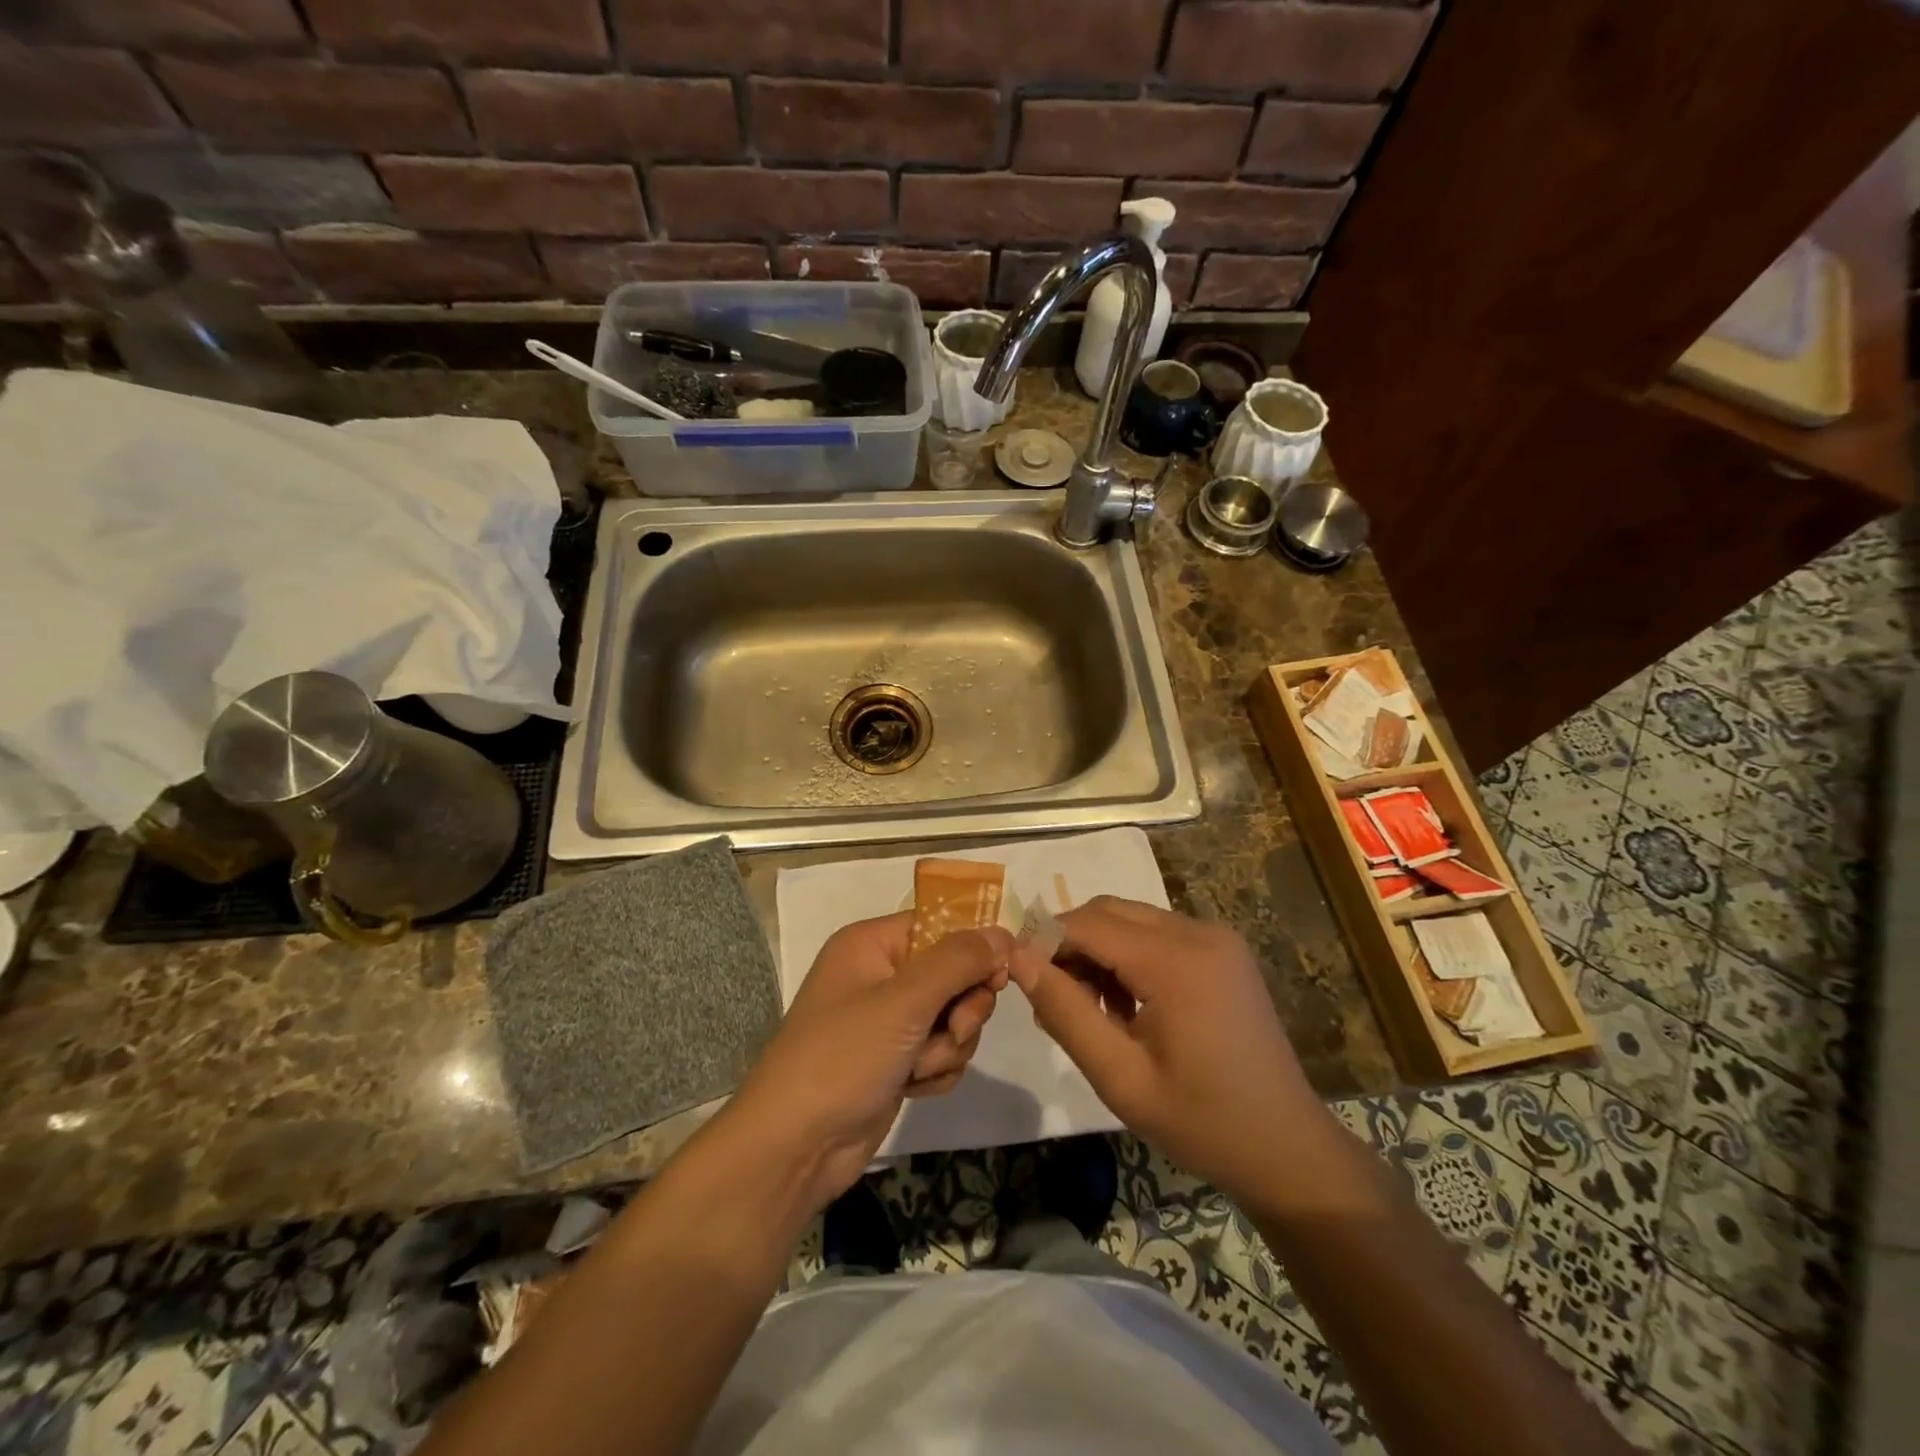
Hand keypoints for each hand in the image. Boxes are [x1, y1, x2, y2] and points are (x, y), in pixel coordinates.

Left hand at [729, 912, 1011, 1210]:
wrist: (795, 1148)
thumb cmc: (843, 1057)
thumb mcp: (904, 1001)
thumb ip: (958, 962)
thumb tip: (1003, 934)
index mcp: (872, 944)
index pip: (939, 925)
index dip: (972, 948)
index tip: (996, 977)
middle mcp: (881, 975)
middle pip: (954, 973)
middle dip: (961, 1009)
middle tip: (953, 1030)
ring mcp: (889, 1020)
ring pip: (954, 1016)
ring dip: (948, 1046)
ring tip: (917, 1068)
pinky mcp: (896, 1059)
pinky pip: (942, 1050)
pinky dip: (936, 1070)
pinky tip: (914, 1087)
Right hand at [1010, 897, 1327, 1204]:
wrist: (1286, 1148)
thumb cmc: (1201, 1121)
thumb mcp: (1119, 1077)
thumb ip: (1065, 1011)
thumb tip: (1018, 958)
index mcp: (1175, 961)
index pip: (1086, 923)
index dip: (1044, 942)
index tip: (1019, 980)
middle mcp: (1198, 932)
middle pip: (1108, 912)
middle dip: (1071, 945)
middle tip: (1055, 1002)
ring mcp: (1217, 938)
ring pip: (1131, 920)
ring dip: (1100, 951)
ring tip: (1091, 1012)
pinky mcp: (1225, 951)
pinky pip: (1158, 934)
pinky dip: (1130, 956)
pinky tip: (1129, 1006)